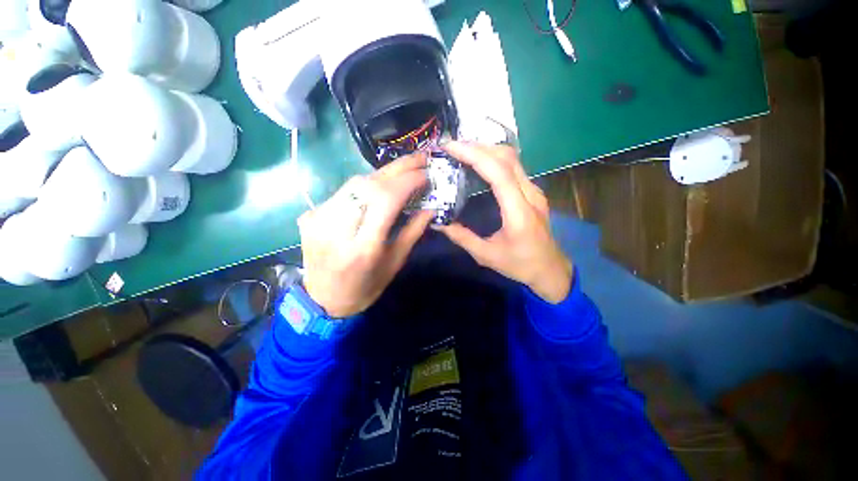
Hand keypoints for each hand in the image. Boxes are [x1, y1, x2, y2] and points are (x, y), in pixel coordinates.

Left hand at [298, 153, 433, 317]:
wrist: (323, 300)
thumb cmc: (366, 287)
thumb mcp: (395, 263)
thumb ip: (413, 231)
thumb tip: (431, 205)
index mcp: (363, 248)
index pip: (385, 200)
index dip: (407, 181)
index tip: (426, 172)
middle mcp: (337, 229)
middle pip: (368, 185)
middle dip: (398, 168)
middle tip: (419, 159)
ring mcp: (318, 219)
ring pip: (354, 183)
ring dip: (382, 175)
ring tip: (402, 173)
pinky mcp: (310, 215)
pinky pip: (344, 191)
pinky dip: (365, 185)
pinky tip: (378, 188)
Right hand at [435, 142, 572, 302]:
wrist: (550, 269)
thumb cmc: (519, 265)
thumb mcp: (486, 256)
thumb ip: (462, 238)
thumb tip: (438, 223)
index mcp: (518, 212)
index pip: (498, 173)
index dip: (474, 155)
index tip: (451, 147)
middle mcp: (530, 195)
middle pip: (507, 158)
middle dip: (477, 147)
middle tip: (452, 147)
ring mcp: (534, 191)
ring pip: (512, 158)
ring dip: (486, 149)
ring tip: (462, 150)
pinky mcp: (533, 191)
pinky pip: (514, 167)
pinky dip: (494, 158)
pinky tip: (479, 162)